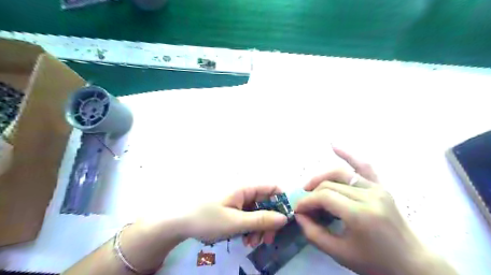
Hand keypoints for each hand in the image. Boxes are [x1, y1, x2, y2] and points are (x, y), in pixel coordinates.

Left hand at [182, 186, 287, 245]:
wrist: (179, 222)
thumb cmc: (207, 218)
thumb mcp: (235, 222)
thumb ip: (261, 219)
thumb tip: (284, 218)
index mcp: (245, 188)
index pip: (272, 188)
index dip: (281, 202)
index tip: (284, 222)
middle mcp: (243, 191)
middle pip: (266, 202)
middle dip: (269, 221)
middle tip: (267, 240)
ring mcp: (237, 200)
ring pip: (257, 211)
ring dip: (259, 227)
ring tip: (252, 243)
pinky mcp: (232, 208)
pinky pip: (247, 215)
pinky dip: (249, 227)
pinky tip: (244, 239)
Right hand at [293, 148, 453, 274]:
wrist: (412, 263)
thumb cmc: (375, 262)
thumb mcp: (340, 253)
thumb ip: (313, 233)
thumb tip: (299, 215)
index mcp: (360, 214)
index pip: (324, 197)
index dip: (306, 202)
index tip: (298, 210)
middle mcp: (369, 195)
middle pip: (330, 184)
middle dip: (312, 193)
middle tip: (304, 205)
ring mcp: (377, 188)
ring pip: (341, 173)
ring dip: (321, 177)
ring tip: (309, 186)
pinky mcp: (381, 186)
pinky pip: (364, 166)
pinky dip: (348, 154)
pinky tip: (333, 145)